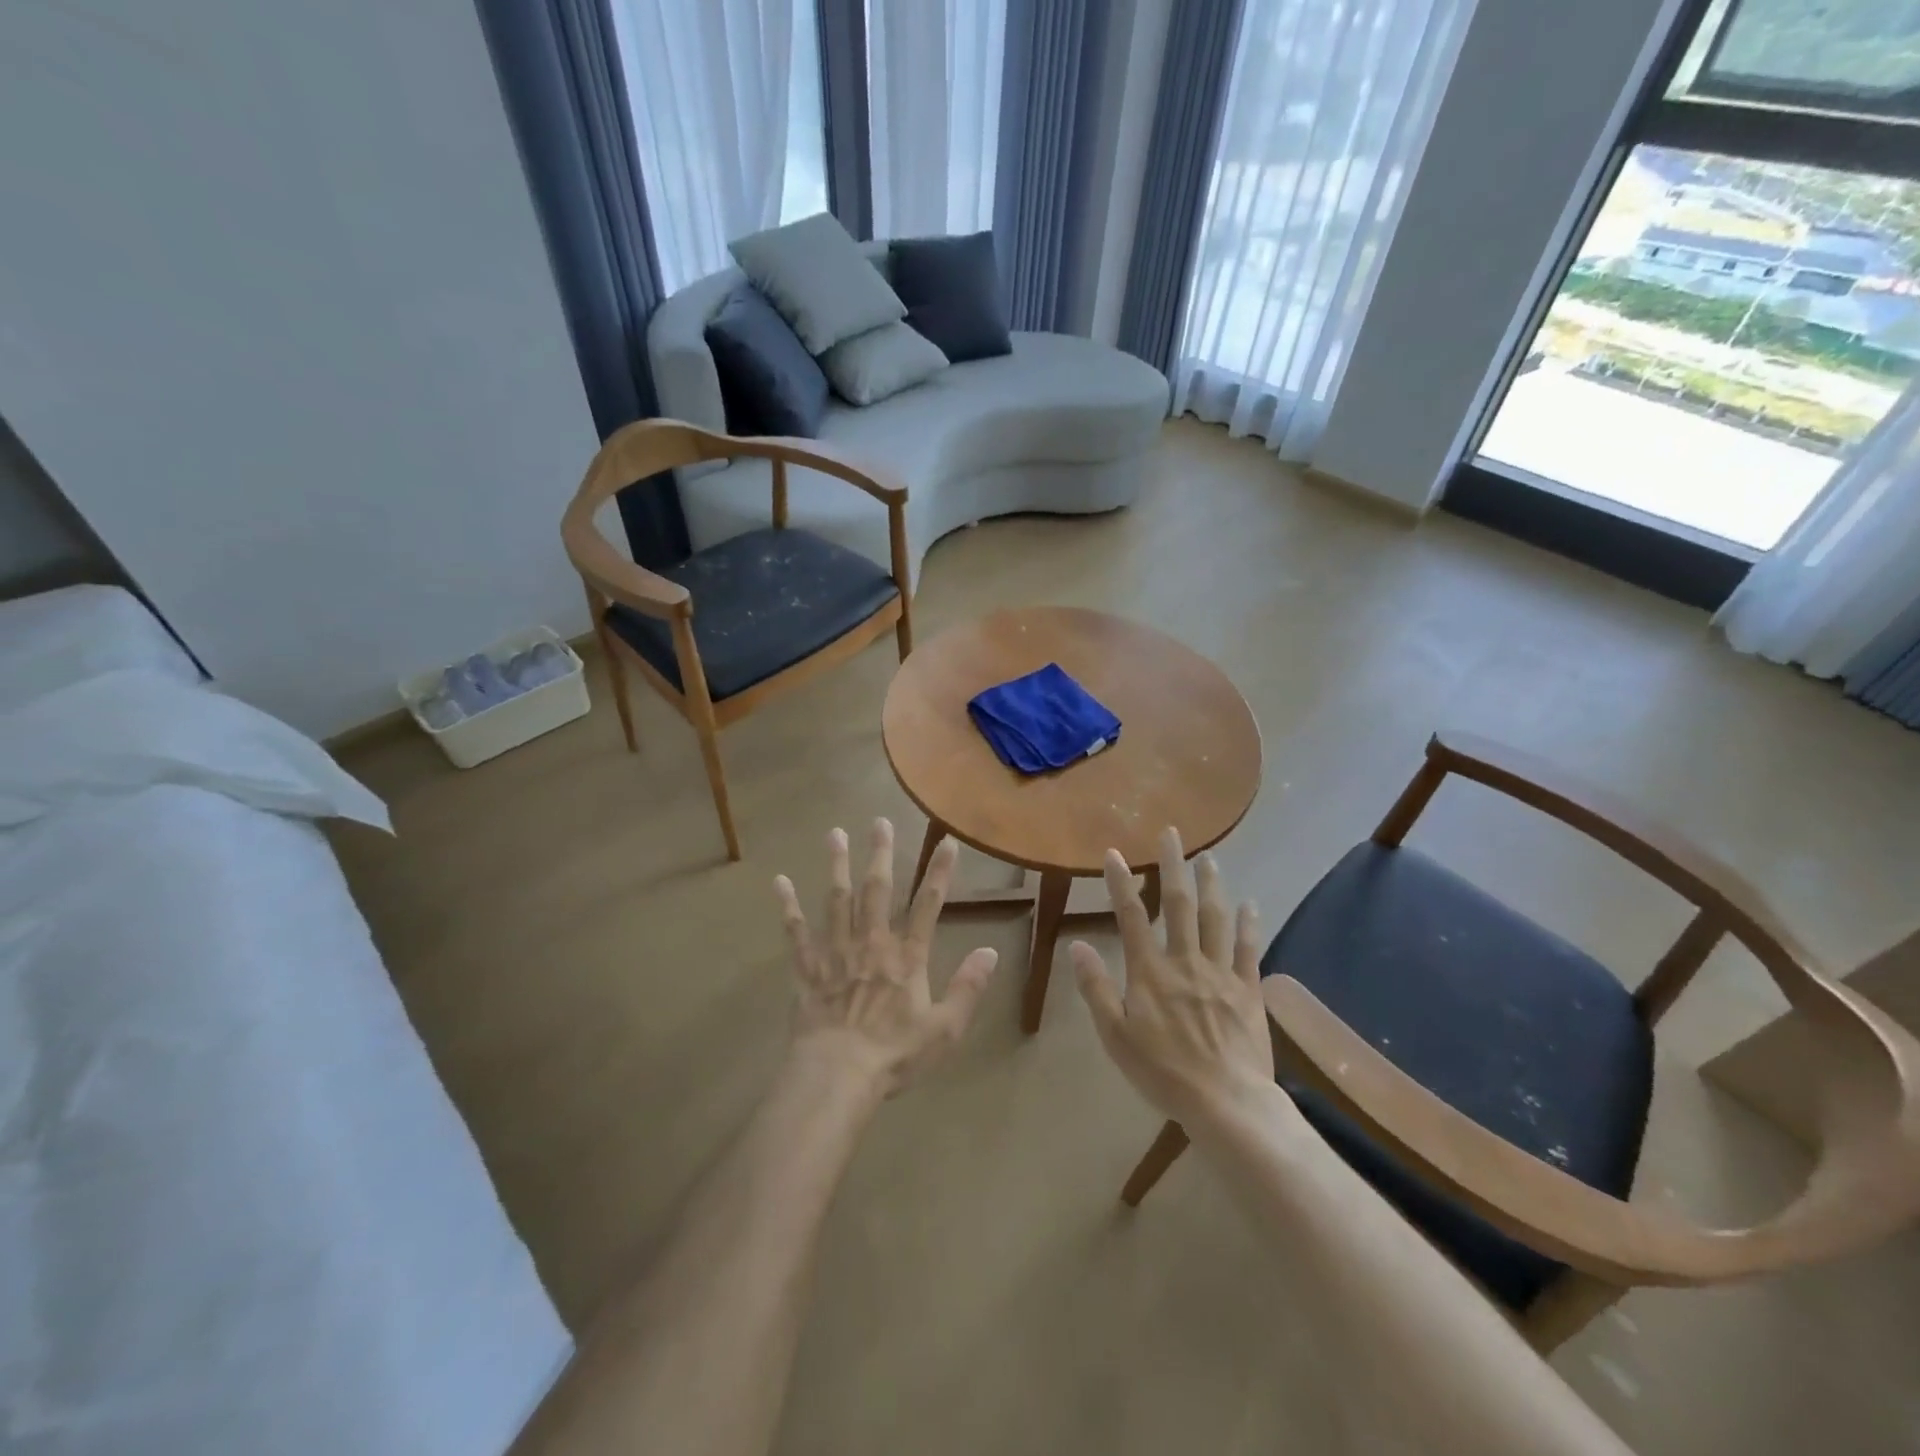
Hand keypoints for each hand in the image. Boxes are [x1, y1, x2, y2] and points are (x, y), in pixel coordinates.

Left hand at [774, 819, 998, 1098]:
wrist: (838, 1075)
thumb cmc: (895, 1055)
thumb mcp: (945, 1029)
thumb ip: (968, 988)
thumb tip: (991, 952)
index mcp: (906, 957)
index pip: (928, 906)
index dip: (939, 873)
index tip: (947, 842)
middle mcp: (872, 943)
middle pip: (877, 890)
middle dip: (880, 854)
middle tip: (879, 821)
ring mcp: (836, 951)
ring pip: (837, 899)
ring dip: (837, 865)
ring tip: (835, 833)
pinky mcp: (808, 967)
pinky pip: (796, 931)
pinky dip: (788, 906)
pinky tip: (780, 881)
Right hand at [1071, 827, 1272, 1127]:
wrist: (1227, 1103)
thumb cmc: (1163, 1072)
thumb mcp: (1115, 1036)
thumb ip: (1096, 988)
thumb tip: (1077, 945)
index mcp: (1150, 971)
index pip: (1131, 916)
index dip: (1121, 882)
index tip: (1114, 853)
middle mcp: (1185, 960)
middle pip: (1178, 904)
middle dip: (1172, 866)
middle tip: (1172, 834)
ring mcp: (1220, 973)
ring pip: (1215, 918)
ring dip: (1211, 884)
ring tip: (1208, 857)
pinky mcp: (1248, 990)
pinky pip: (1249, 949)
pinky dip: (1249, 924)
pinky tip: (1249, 904)